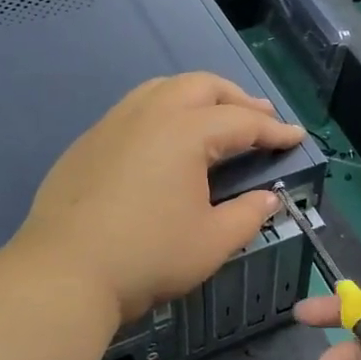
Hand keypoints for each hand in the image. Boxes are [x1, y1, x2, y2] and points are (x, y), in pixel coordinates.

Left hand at [16, 73, 305, 321]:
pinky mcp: (88, 142)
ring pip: (163, 89)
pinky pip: (135, 108)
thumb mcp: (213, 242)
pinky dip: (164, 111)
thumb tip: (268, 198)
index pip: (242, 121)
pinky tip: (166, 140)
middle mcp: (150, 114)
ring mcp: (113, 124)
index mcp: (186, 132)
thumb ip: (248, 214)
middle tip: (260, 117)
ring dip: (198, 97)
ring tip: (216, 117)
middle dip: (237, 98)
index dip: (274, 130)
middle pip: (202, 86)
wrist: (64, 273)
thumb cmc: (148, 256)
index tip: (296, 137)